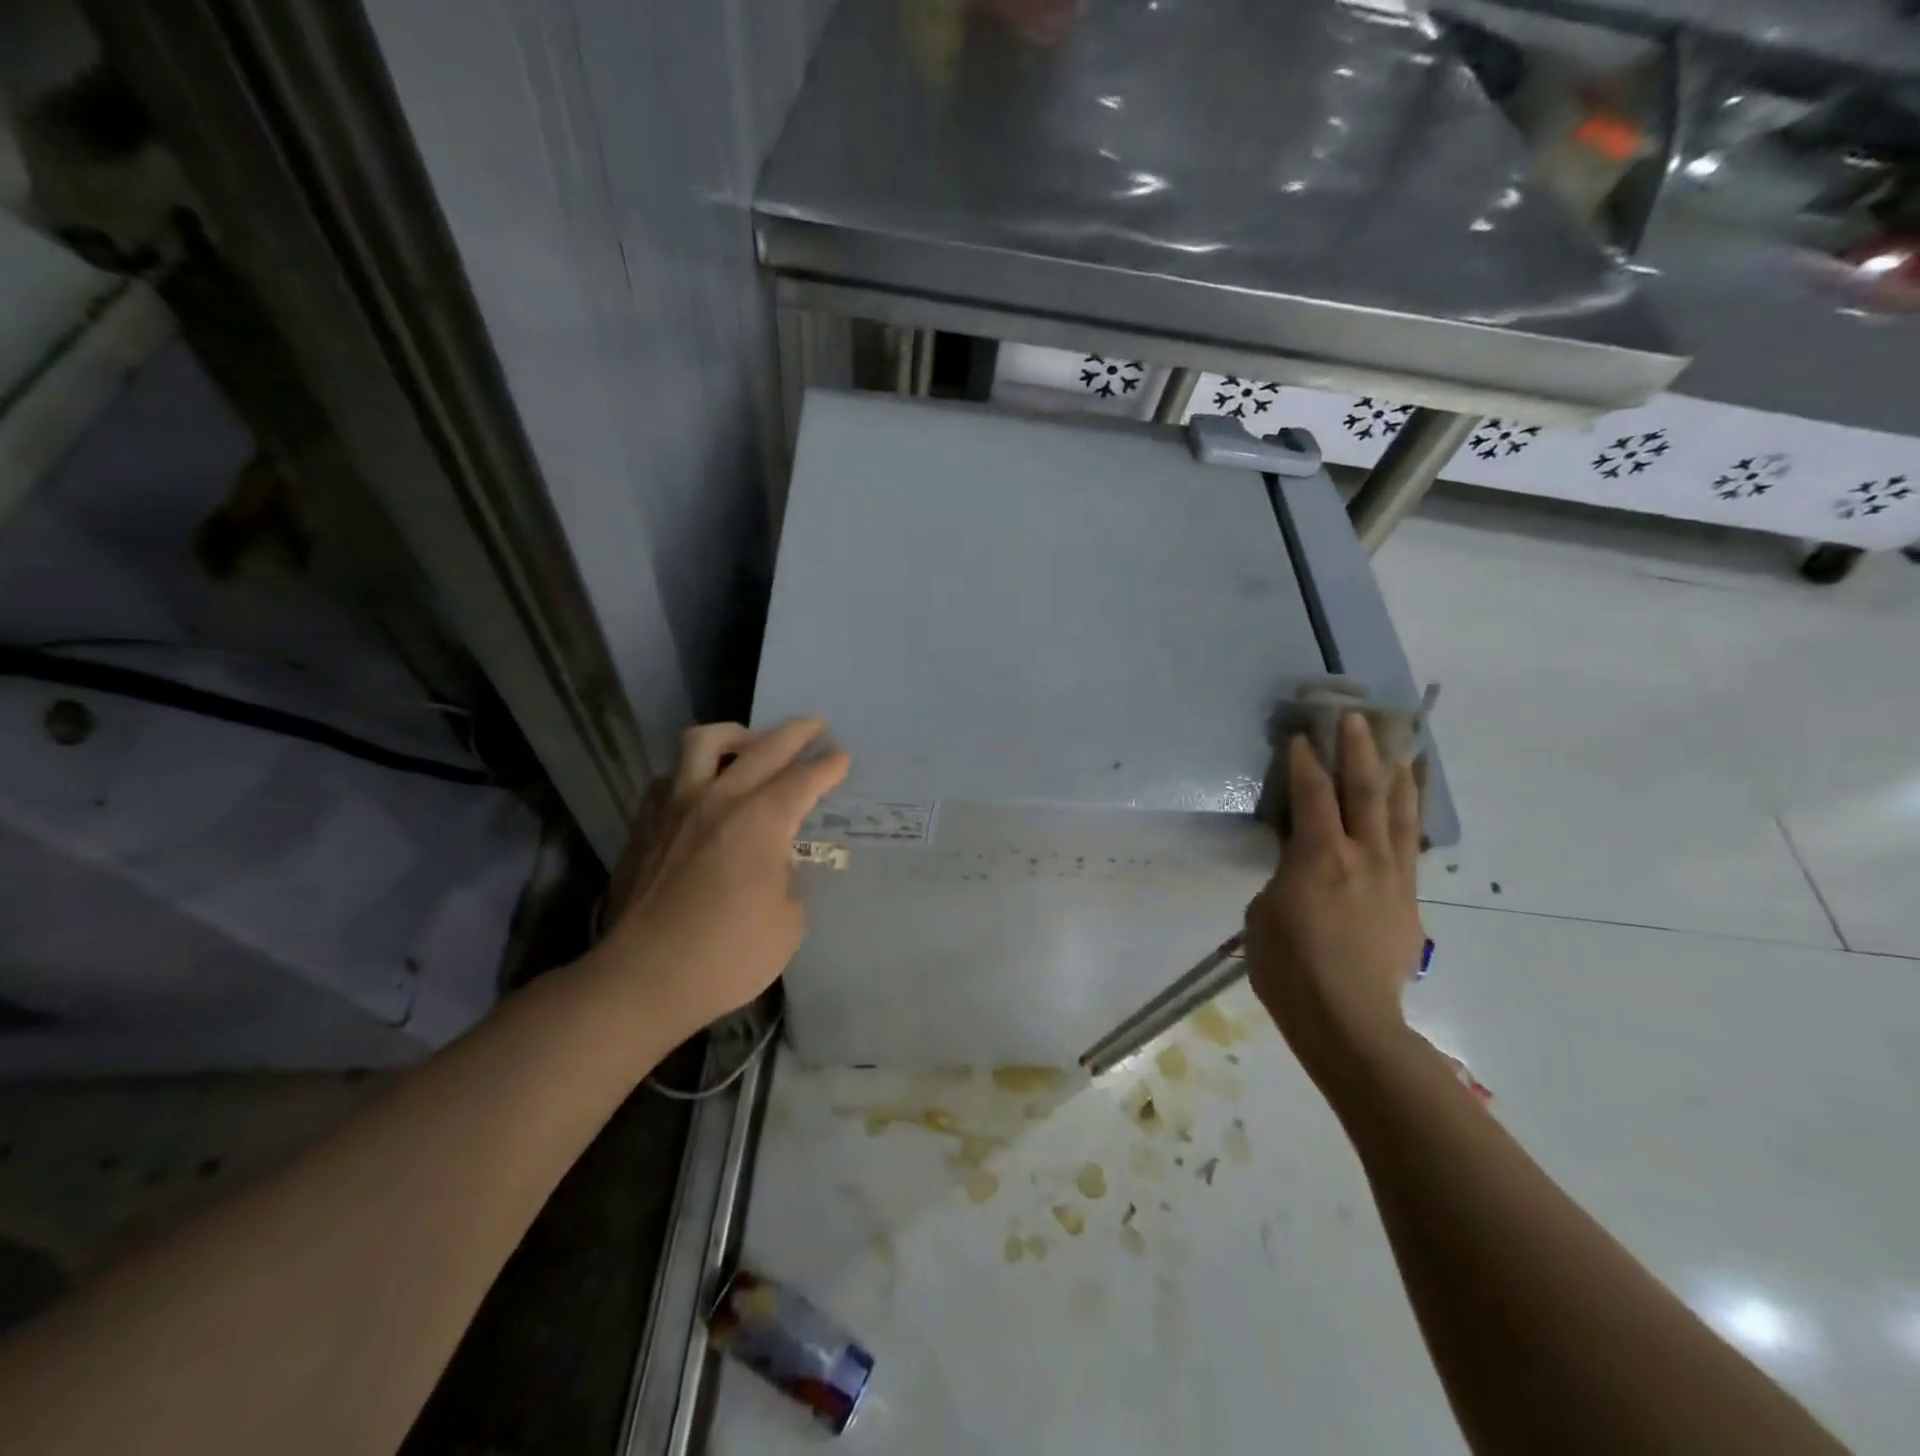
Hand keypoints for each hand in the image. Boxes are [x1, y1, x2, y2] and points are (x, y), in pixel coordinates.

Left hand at [590, 718, 849, 1036]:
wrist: (643, 978)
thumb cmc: (727, 956)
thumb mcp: (788, 922)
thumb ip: (788, 879)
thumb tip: (774, 863)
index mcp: (761, 821)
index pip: (804, 779)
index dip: (828, 766)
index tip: (842, 756)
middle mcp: (720, 799)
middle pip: (764, 747)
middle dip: (797, 733)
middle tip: (815, 728)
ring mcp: (676, 806)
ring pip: (705, 742)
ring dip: (736, 735)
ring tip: (750, 743)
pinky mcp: (646, 824)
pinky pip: (672, 776)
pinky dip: (694, 771)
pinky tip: (703, 789)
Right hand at [1245, 713, 1424, 1089]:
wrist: (1350, 1021)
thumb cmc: (1289, 967)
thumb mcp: (1263, 913)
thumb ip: (1284, 876)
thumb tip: (1299, 867)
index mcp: (1320, 856)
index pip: (1312, 794)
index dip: (1303, 761)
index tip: (1298, 737)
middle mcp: (1363, 856)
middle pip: (1365, 790)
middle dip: (1358, 750)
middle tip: (1356, 718)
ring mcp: (1392, 877)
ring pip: (1398, 813)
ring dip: (1395, 774)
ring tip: (1399, 745)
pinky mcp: (1409, 900)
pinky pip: (1410, 844)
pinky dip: (1410, 815)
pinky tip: (1410, 802)